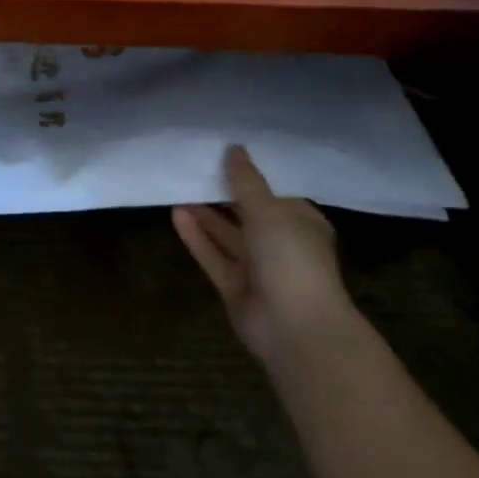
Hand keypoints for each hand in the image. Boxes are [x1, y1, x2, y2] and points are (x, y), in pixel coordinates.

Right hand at [173, 146, 363, 368]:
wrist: (296, 329)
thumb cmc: (293, 259)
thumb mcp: (270, 211)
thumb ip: (247, 181)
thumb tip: (234, 148)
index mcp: (301, 222)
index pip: (275, 191)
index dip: (251, 172)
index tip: (224, 150)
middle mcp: (281, 243)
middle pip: (247, 212)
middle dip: (223, 192)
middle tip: (194, 164)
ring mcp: (257, 268)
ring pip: (227, 235)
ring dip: (205, 213)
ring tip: (178, 185)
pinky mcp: (235, 287)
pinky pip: (213, 256)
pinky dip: (197, 236)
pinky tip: (176, 213)